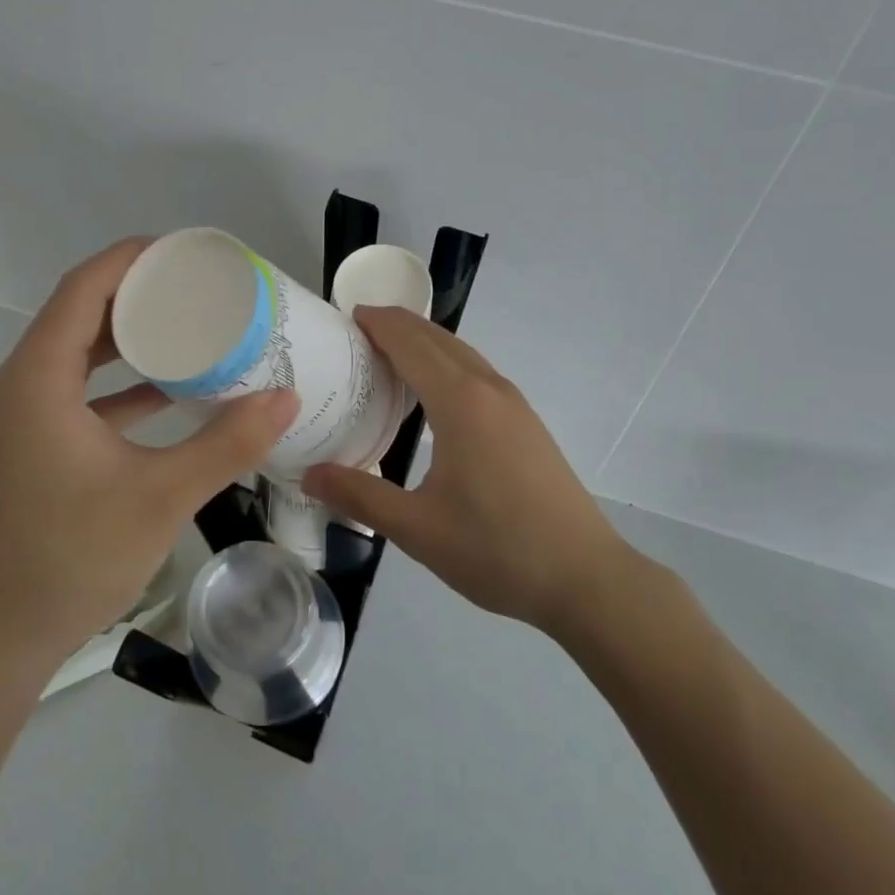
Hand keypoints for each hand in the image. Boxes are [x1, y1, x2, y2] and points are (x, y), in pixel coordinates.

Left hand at [0, 239, 297, 660]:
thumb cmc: (76, 557)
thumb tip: (287, 399)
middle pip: (78, 314)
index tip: (182, 251)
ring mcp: (19, 416)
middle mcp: (18, 385)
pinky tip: (168, 390)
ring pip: (76, 352)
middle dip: (136, 293)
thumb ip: (227, 443)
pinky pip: (75, 389)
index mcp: (37, 381)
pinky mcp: (29, 442)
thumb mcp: (163, 495)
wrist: (5, 634)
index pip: (82, 290)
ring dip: (128, 336)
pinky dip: (118, 381)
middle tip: (196, 285)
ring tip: (188, 325)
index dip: (130, 260)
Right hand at [302, 307, 633, 633]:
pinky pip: (477, 373)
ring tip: (386, 357)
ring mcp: (514, 404)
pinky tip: (432, 396)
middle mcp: (489, 389)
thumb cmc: (497, 549)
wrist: (584, 577)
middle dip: (397, 325)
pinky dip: (446, 364)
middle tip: (355, 333)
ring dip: (424, 343)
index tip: (345, 317)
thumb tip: (309, 475)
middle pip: (437, 338)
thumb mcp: (417, 529)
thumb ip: (359, 496)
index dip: (377, 323)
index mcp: (460, 402)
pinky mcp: (527, 423)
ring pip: (462, 353)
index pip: (410, 342)